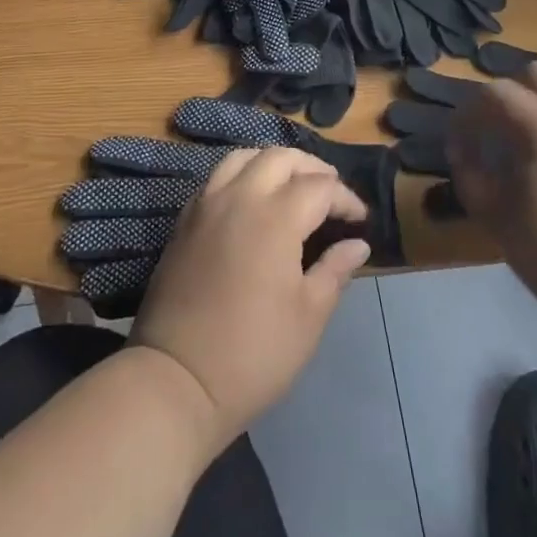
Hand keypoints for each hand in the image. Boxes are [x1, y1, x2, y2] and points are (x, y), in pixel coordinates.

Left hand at [130, 147, 370, 451]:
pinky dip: (242, 175)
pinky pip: (217, 178)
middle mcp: (241, 197)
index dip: (345, 198)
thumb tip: (358, 244)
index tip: (360, 220)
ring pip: (244, 157)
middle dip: (312, 168)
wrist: (176, 379)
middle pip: (281, 158)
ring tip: (290, 185)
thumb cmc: (253, 353)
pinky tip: (251, 201)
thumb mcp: (308, 317)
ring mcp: (208, 204)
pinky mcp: (186, 220)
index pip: (320, 187)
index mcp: (277, 217)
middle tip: (330, 193)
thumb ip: (335, 271)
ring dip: (273, 163)